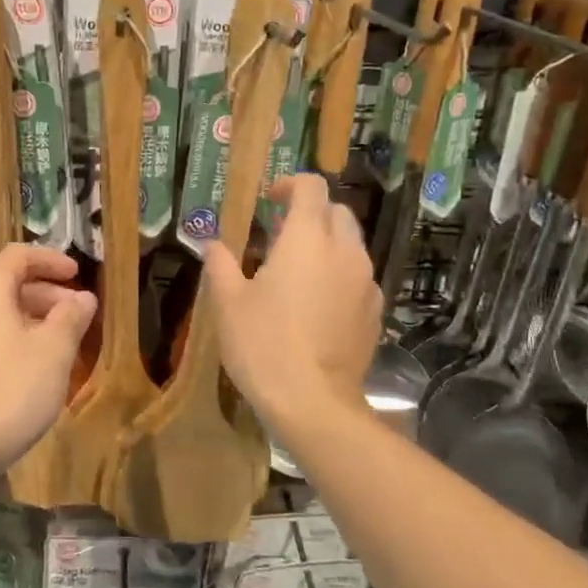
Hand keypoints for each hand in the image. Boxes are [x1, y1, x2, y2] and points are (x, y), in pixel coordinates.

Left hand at [0, 245, 97, 470]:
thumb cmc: (10, 390)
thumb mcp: (54, 352)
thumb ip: (71, 317)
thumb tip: (83, 298)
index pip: (18, 256)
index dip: (51, 261)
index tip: (77, 274)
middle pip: (4, 284)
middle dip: (44, 295)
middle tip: (75, 316)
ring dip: (26, 319)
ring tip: (56, 344)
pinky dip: (5, 338)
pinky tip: (26, 367)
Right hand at [205, 175, 380, 427]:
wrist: (313, 403)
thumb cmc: (263, 344)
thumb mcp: (228, 303)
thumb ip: (221, 264)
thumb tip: (213, 244)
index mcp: (306, 239)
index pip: (311, 187)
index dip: (290, 184)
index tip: (269, 199)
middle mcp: (344, 252)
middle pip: (336, 211)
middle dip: (310, 213)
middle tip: (279, 236)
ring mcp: (365, 283)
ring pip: (351, 245)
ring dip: (326, 245)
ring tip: (296, 272)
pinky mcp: (374, 313)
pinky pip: (358, 278)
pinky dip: (338, 276)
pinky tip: (316, 306)